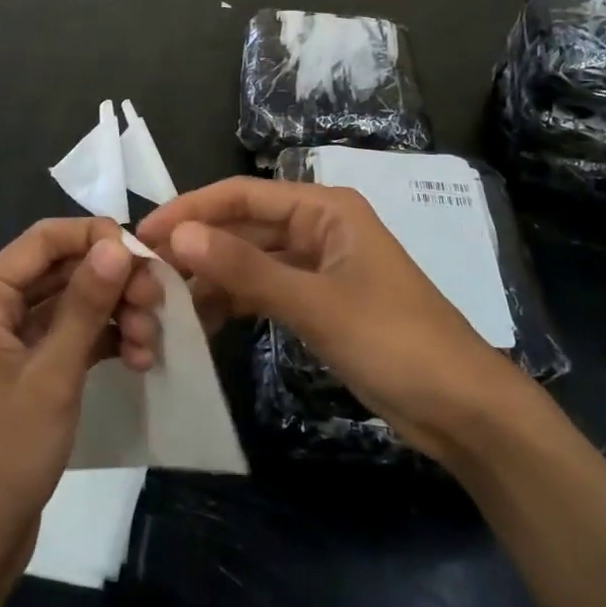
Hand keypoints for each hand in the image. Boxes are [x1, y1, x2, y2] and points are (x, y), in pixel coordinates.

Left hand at [0, 218, 162, 583]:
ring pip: (70, 303)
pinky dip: (101, 341)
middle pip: (61, 270)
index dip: (97, 238)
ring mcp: (6, 339)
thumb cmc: (2, 453)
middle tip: (157, 304)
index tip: (145, 257)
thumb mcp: (53, 374)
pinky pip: (67, 336)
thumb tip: (117, 244)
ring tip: (151, 343)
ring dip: (113, 315)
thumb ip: (85, 303)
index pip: (44, 239)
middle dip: (112, 283)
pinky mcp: (24, 369)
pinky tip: (138, 359)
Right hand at [138, 178, 517, 464]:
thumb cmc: (394, 341)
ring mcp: (320, 267)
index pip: (242, 195)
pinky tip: (203, 324)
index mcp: (325, 209)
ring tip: (165, 303)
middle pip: (244, 227)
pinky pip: (266, 291)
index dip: (190, 210)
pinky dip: (236, 303)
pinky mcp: (320, 302)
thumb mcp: (315, 303)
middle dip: (198, 247)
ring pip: (252, 261)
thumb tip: (178, 234)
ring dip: (213, 278)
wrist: (462, 410)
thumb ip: (245, 269)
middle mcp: (319, 227)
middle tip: (145, 275)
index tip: (143, 234)